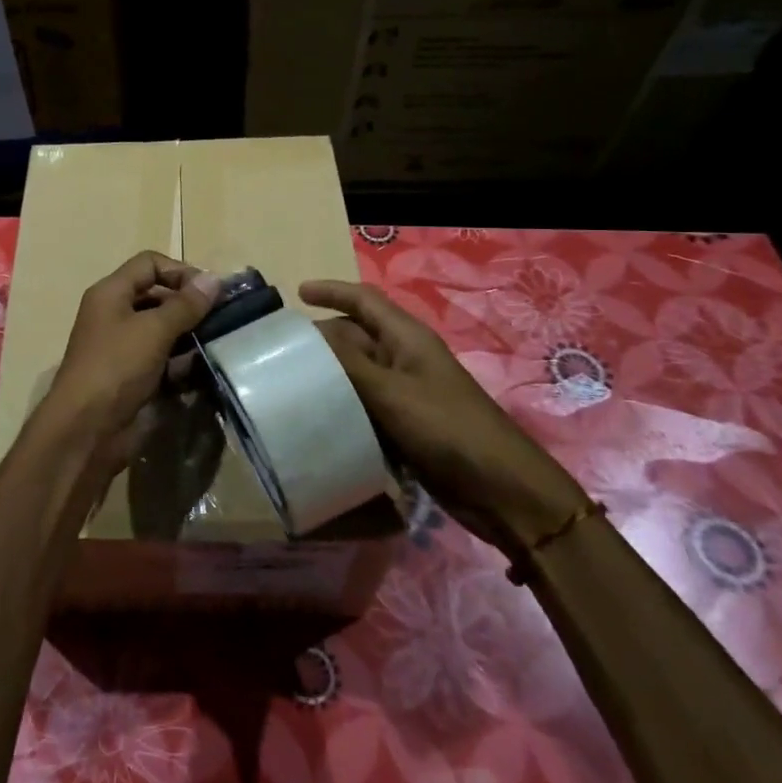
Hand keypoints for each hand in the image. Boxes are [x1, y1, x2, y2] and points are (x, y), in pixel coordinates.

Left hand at [29, 252, 221, 482]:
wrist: (87, 430)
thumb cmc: (116, 367)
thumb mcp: (153, 330)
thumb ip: (185, 305)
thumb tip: (215, 278)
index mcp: (111, 293)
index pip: (149, 264)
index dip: (180, 271)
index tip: (210, 292)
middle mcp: (115, 315)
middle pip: (157, 296)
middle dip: (189, 305)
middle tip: (223, 318)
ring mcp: (123, 348)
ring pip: (163, 330)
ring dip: (190, 335)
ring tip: (220, 343)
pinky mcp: (133, 376)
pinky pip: (163, 359)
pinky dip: (182, 362)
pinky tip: (204, 369)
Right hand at [300, 279, 584, 555]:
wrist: (501, 491)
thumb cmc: (448, 428)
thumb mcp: (392, 392)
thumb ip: (348, 363)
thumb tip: (309, 336)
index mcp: (407, 338)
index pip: (364, 300)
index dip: (331, 291)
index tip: (297, 294)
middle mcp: (405, 358)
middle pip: (356, 336)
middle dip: (322, 339)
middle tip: (280, 351)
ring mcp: (406, 393)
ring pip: (358, 374)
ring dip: (329, 376)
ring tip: (289, 384)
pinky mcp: (406, 425)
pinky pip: (365, 406)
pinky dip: (342, 407)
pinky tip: (318, 419)